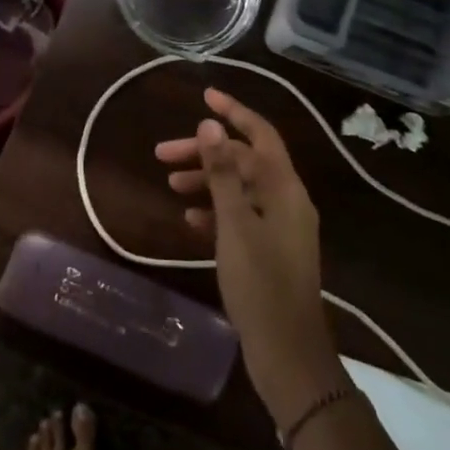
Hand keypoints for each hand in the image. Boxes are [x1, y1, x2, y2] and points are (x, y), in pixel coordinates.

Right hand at [157, 89, 343, 424]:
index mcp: (285, 188)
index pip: (260, 134)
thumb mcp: (235, 224)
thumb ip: (222, 173)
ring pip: (240, 188)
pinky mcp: (270, 250)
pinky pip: (241, 216)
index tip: (204, 96)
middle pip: (244, 161)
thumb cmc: (260, 284)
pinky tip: (190, 218)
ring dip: (207, 181)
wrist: (287, 354)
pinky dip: (216, 211)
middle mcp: (287, 200)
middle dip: (205, 152)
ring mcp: (280, 227)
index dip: (234, 112)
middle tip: (162, 154)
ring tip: (171, 184)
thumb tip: (211, 124)